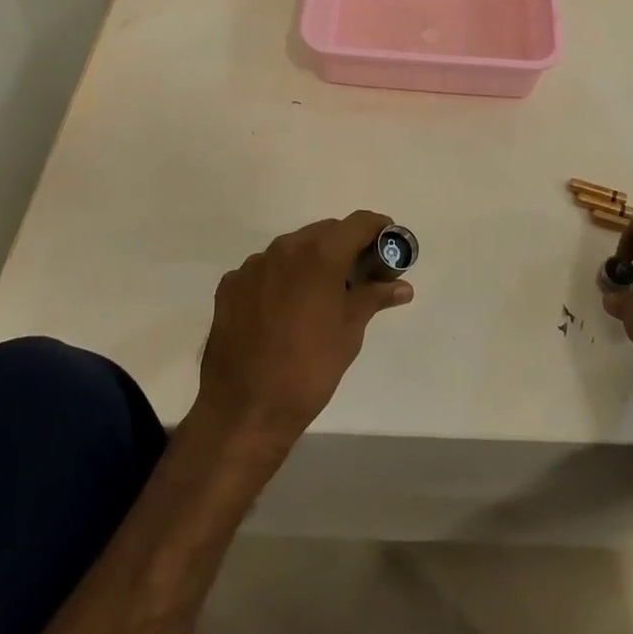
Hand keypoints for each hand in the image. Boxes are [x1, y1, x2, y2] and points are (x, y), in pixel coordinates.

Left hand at [194, 211, 412, 453]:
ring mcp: (253, 265)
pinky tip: (283, 311)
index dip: (378, 229)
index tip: (389, 244)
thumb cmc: (309, 370)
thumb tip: (402, 286)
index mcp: (320, 254)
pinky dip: (280, 280)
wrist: (244, 410)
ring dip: (310, 262)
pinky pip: (264, 270)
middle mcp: (285, 248)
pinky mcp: (230, 285)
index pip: (358, 223)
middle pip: (324, 232)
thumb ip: (374, 297)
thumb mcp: (350, 333)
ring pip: (292, 249)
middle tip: (358, 275)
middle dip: (345, 246)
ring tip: (318, 296)